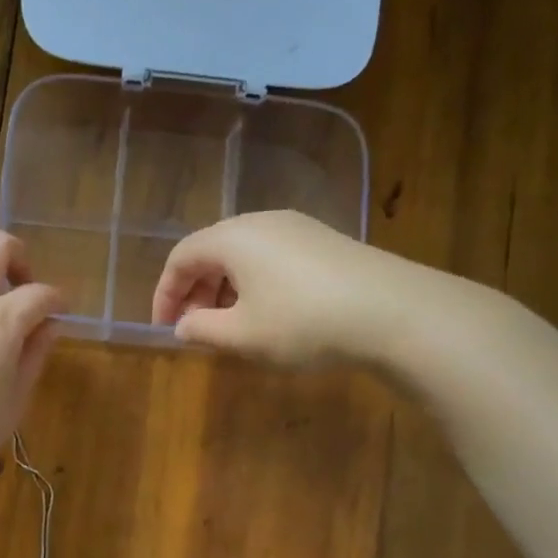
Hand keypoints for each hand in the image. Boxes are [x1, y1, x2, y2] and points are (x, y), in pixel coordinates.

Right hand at [151, 211, 394, 366]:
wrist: (393, 311)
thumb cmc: (303, 322)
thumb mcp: (242, 335)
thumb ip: (202, 329)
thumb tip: (183, 325)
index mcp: (233, 238)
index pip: (181, 256)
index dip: (165, 293)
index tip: (164, 328)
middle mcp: (261, 222)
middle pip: (212, 251)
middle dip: (195, 291)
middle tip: (195, 329)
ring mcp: (297, 228)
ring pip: (243, 255)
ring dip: (225, 290)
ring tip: (230, 326)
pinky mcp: (323, 241)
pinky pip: (271, 258)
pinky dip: (254, 284)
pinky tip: (267, 314)